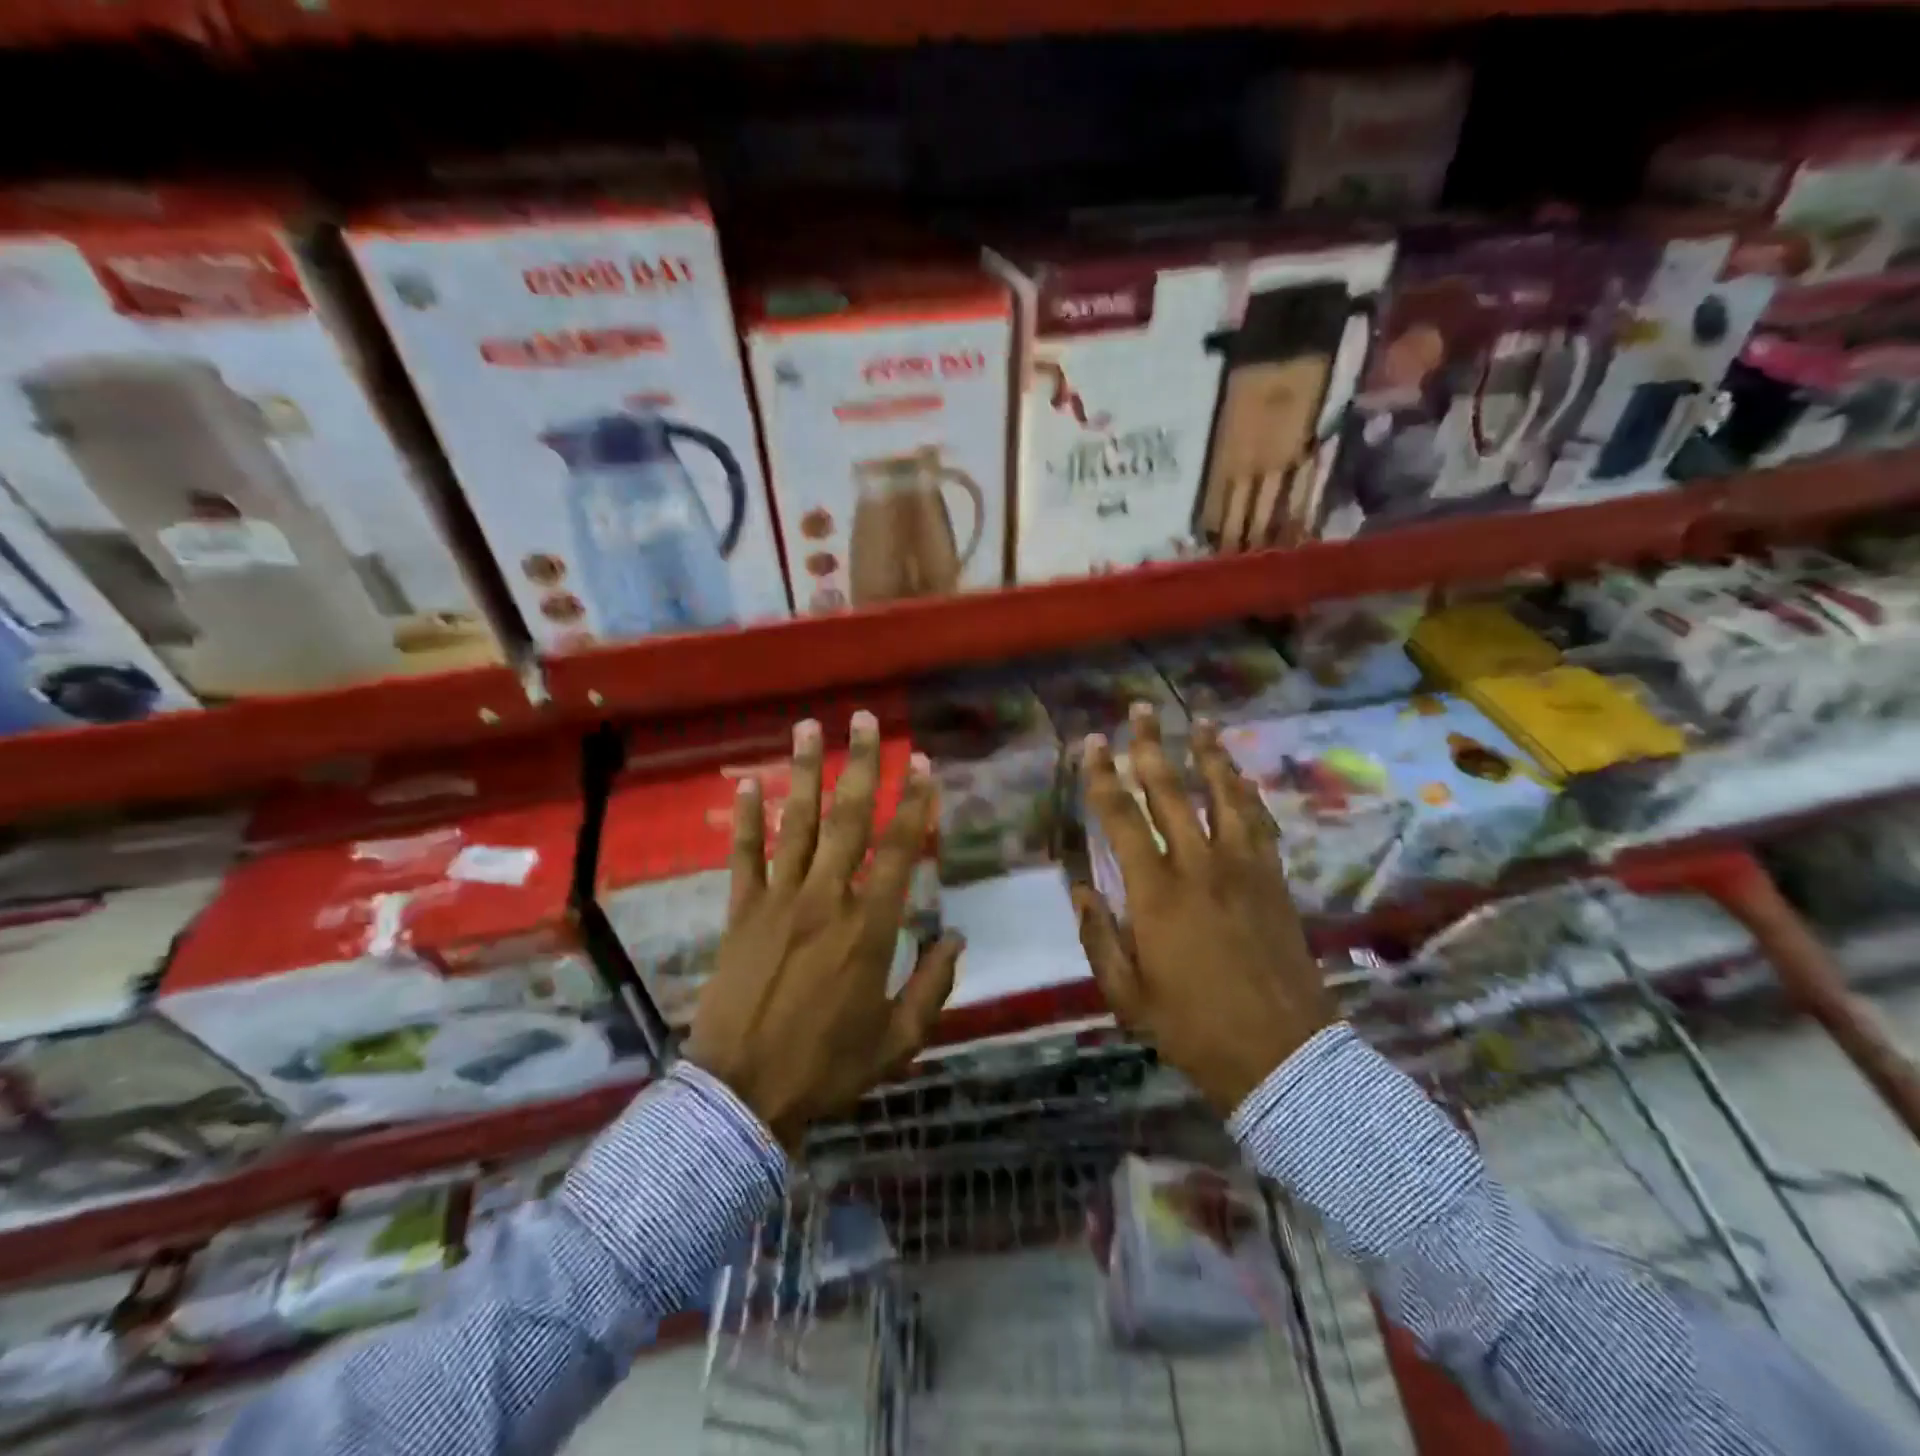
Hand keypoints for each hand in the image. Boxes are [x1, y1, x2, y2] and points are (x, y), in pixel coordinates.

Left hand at [684, 711, 963, 1149]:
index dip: (914, 802)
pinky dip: (746, 819)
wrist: (743, 1095)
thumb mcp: (897, 1039)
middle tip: (864, 720)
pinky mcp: (738, 913)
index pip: (899, 849)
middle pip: (848, 820)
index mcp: (870, 927)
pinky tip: (748, 783)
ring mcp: (777, 901)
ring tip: (809, 728)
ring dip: (804, 772)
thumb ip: (932, 986)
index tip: (921, 764)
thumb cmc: (828, 1067)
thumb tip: (956, 939)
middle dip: (861, 766)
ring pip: (796, 825)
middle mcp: (826, 899)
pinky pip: (743, 857)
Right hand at [1071, 706, 1332, 1114]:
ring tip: (1198, 723)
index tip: (1094, 744)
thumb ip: (1099, 937)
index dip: (1104, 777)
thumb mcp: (1127, 994)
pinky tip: (1239, 777)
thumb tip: (1079, 889)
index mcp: (1156, 893)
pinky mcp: (1274, 880)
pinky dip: (1246, 793)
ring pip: (1223, 796)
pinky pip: (1259, 823)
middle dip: (1151, 747)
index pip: (1122, 818)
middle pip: (1171, 792)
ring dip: (1208, 756)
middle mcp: (1198, 866)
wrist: (1282, 1055)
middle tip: (1141, 711)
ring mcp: (1243, 869)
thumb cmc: (1193, 1028)